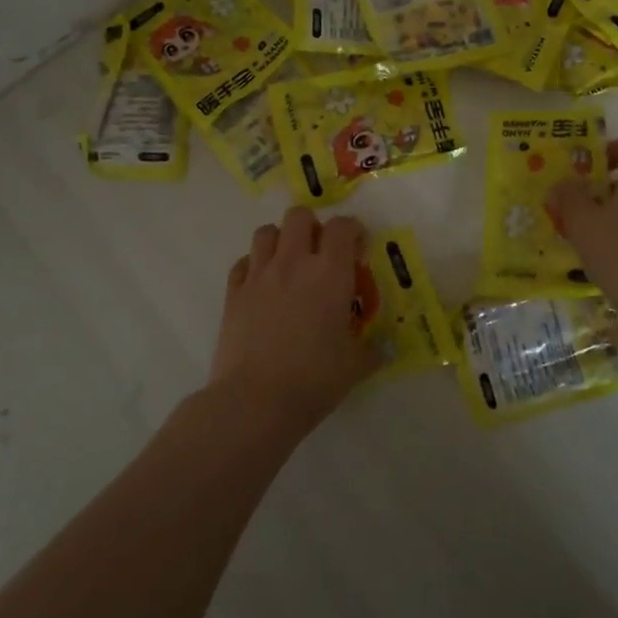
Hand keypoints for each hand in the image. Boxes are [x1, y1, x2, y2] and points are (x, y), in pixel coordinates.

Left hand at [210, 206, 375, 432]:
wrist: (255, 401)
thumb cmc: (314, 380)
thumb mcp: (355, 365)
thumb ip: (372, 349)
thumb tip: (385, 347)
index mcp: (330, 272)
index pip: (342, 227)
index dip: (352, 229)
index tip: (358, 246)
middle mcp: (293, 262)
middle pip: (299, 216)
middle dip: (312, 226)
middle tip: (320, 252)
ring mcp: (259, 275)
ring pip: (266, 232)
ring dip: (280, 240)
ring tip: (288, 263)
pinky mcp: (233, 293)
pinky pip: (242, 263)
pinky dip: (253, 266)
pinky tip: (261, 286)